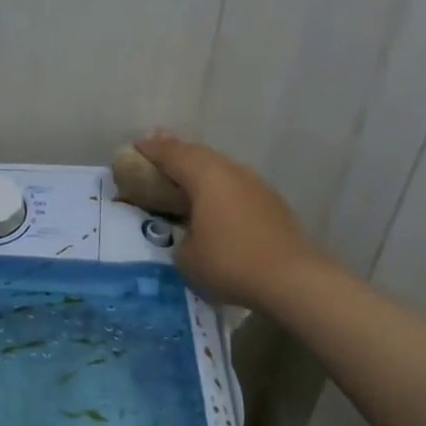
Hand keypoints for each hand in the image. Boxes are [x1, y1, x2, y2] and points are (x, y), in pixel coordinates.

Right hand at [134, 133, 319, 306]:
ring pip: (220, 168)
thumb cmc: (228, 262)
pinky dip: (219, 188)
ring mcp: (256, 186)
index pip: (172, 154)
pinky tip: (214, 201)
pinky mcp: (271, 204)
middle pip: (198, 154)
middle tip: (157, 152)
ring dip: (199, 169)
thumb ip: (180, 236)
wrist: (290, 278)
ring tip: (184, 176)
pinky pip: (236, 186)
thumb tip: (189, 234)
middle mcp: (231, 172)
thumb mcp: (186, 256)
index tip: (134, 147)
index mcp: (206, 177)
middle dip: (175, 152)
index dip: (151, 150)